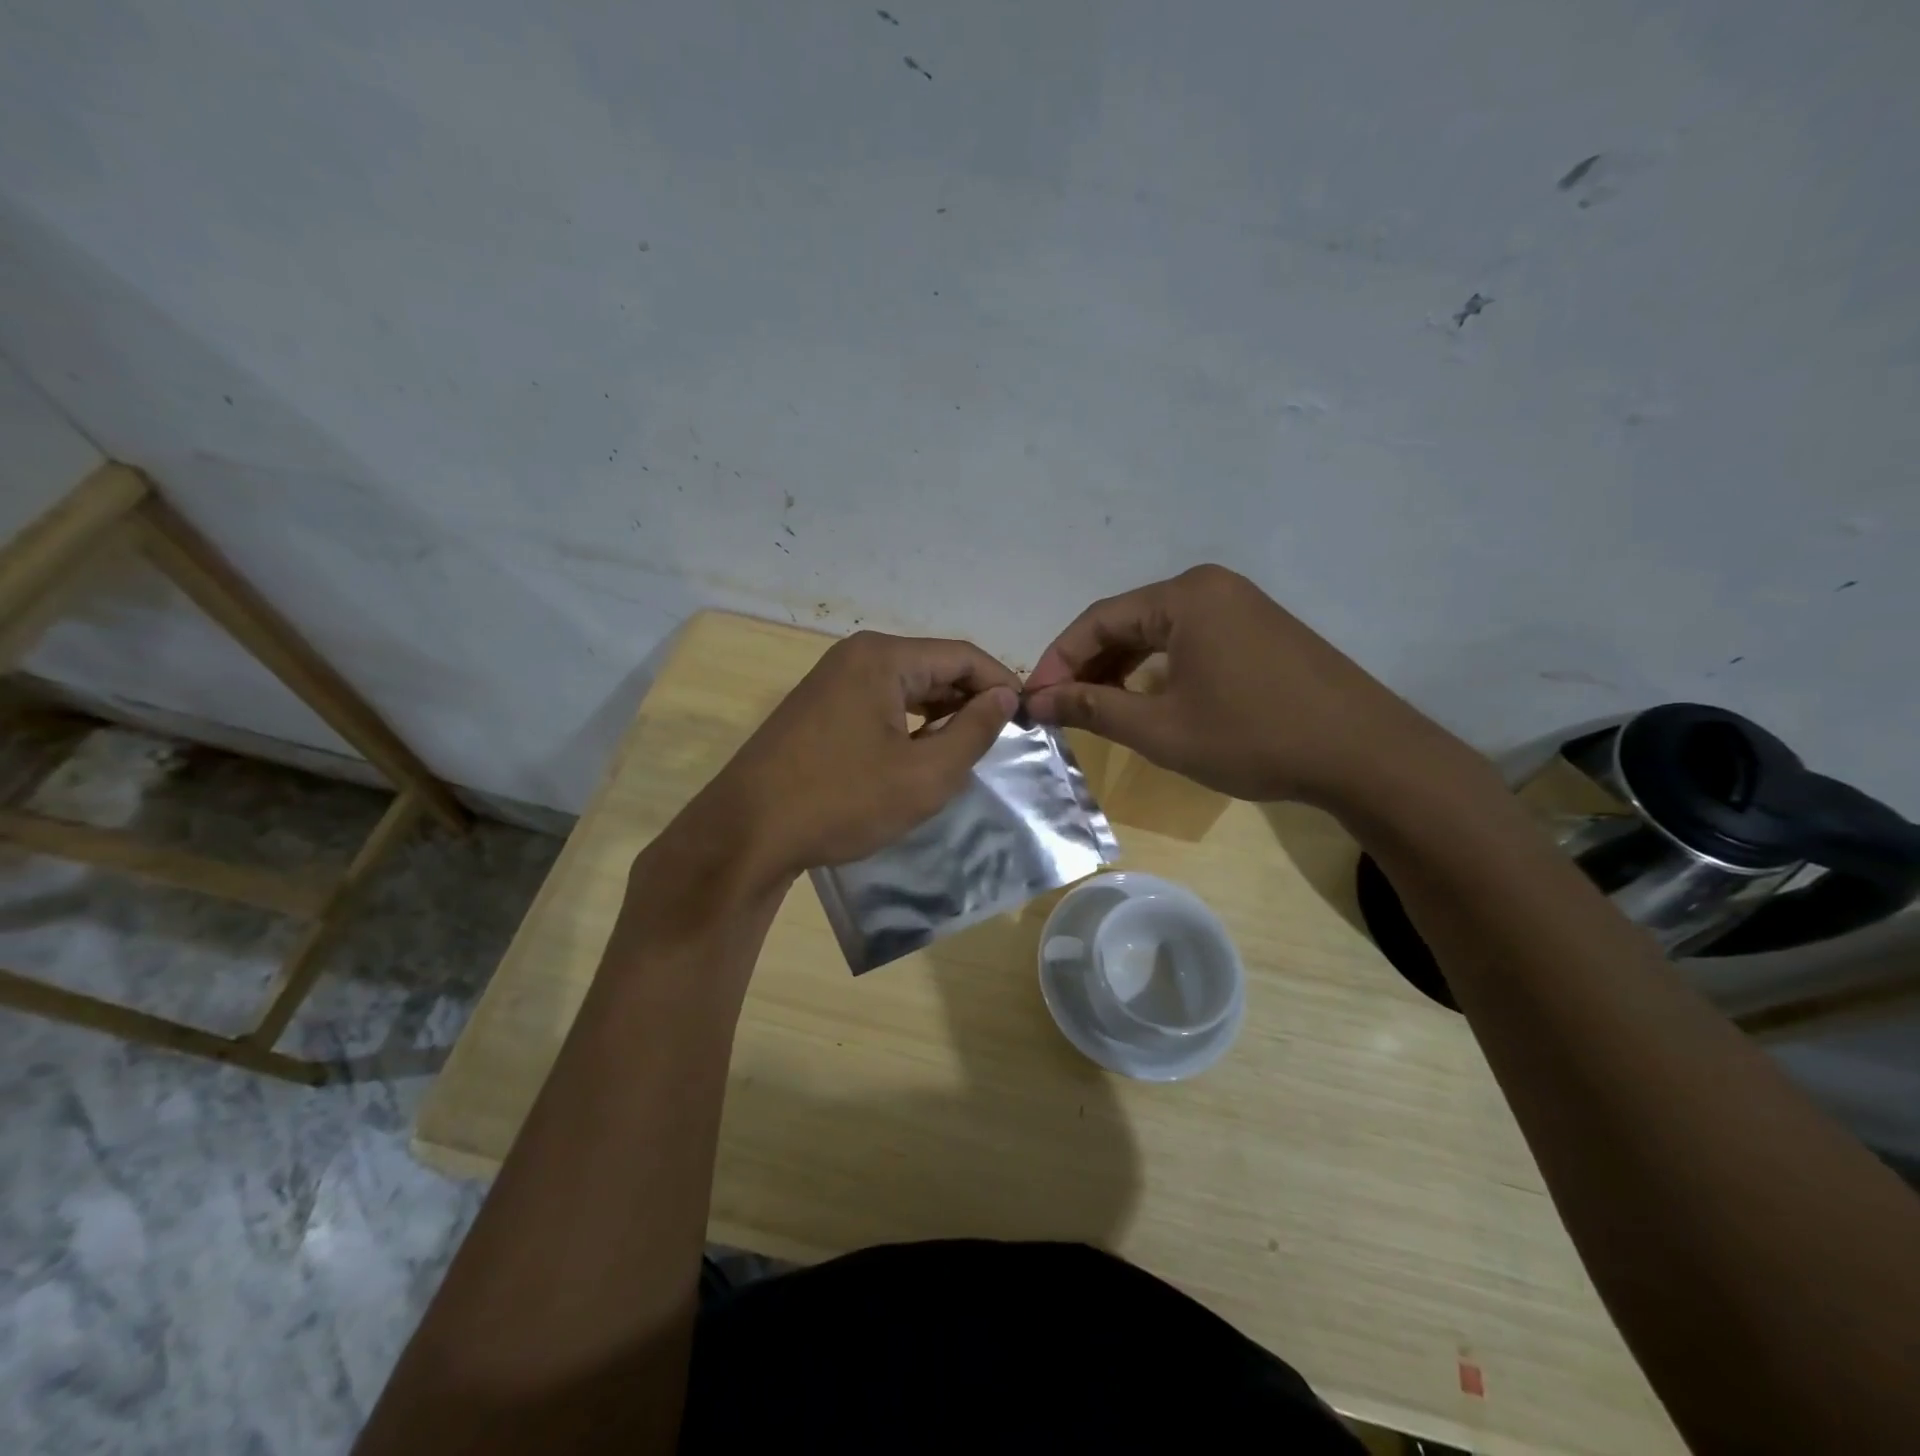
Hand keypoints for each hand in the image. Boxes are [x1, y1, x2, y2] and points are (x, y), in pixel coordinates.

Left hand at [711, 631, 1019, 884]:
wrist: (747, 834)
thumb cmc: (841, 801)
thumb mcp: (923, 775)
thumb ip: (973, 731)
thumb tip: (1004, 697)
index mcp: (883, 658)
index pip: (962, 656)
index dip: (1001, 684)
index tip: (1028, 719)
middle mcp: (856, 656)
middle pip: (933, 667)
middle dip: (971, 700)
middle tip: (1002, 739)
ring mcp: (832, 681)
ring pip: (906, 687)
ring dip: (941, 713)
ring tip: (968, 749)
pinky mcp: (818, 708)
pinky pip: (879, 703)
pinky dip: (909, 723)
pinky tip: (921, 753)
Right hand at [1024, 564, 1450, 809]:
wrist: (1364, 755)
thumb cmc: (1252, 737)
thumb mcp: (1161, 729)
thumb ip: (1093, 709)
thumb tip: (1039, 702)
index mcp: (1184, 597)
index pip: (1098, 619)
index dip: (1059, 660)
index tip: (1034, 700)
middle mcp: (1210, 587)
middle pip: (1127, 621)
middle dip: (1088, 665)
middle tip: (1059, 707)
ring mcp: (1240, 605)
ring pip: (1158, 633)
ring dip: (1120, 668)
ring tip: (1093, 707)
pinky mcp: (1259, 629)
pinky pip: (1189, 640)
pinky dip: (1157, 668)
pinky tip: (1144, 698)